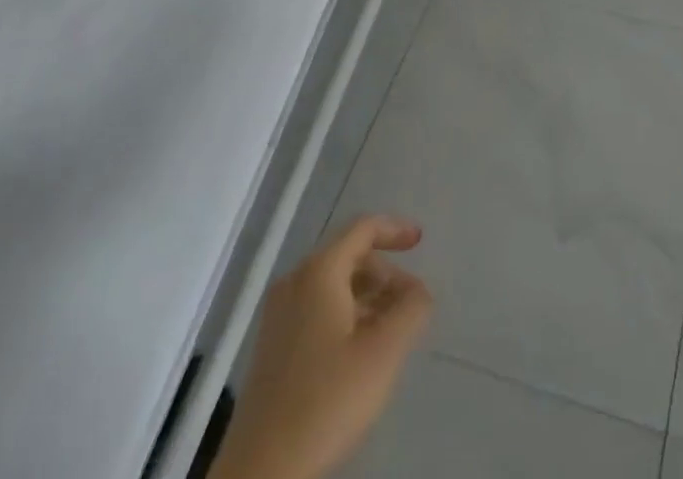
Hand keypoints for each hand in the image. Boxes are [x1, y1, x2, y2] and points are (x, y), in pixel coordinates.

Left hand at [221, 215, 431, 478]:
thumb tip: (418, 291)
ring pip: (333, 287)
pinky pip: (317, 311)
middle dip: (385, 274)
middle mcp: (294, 283)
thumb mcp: (384, 352)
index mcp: (318, 272)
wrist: (261, 472)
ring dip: (368, 298)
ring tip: (392, 331)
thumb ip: (411, 309)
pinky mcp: (272, 348)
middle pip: (348, 257)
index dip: (395, 229)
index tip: (421, 242)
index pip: (362, 229)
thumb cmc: (326, 400)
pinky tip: (361, 352)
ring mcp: (278, 316)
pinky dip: (346, 315)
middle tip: (411, 303)